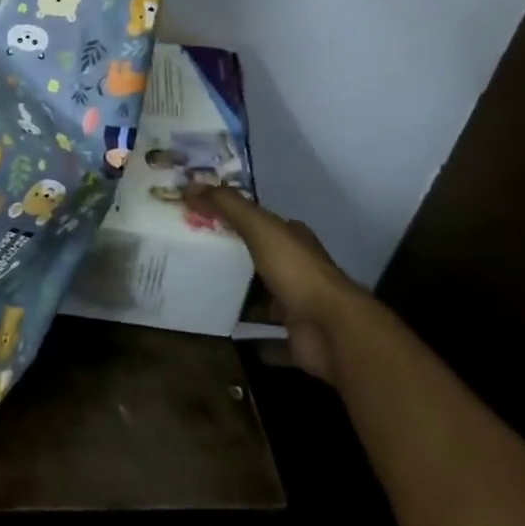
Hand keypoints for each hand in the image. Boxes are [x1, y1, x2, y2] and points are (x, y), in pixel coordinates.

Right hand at [183, 185, 369, 382]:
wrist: (333, 331)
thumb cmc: (297, 272)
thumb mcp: (260, 228)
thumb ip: (228, 206)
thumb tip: (190, 185)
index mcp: (295, 242)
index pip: (266, 225)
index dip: (239, 220)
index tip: (206, 222)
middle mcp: (301, 273)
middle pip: (263, 263)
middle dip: (237, 262)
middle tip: (195, 259)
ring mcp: (301, 309)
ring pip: (266, 302)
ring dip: (244, 301)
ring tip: (204, 296)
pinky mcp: (298, 340)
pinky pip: (270, 340)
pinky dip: (253, 340)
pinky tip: (226, 336)